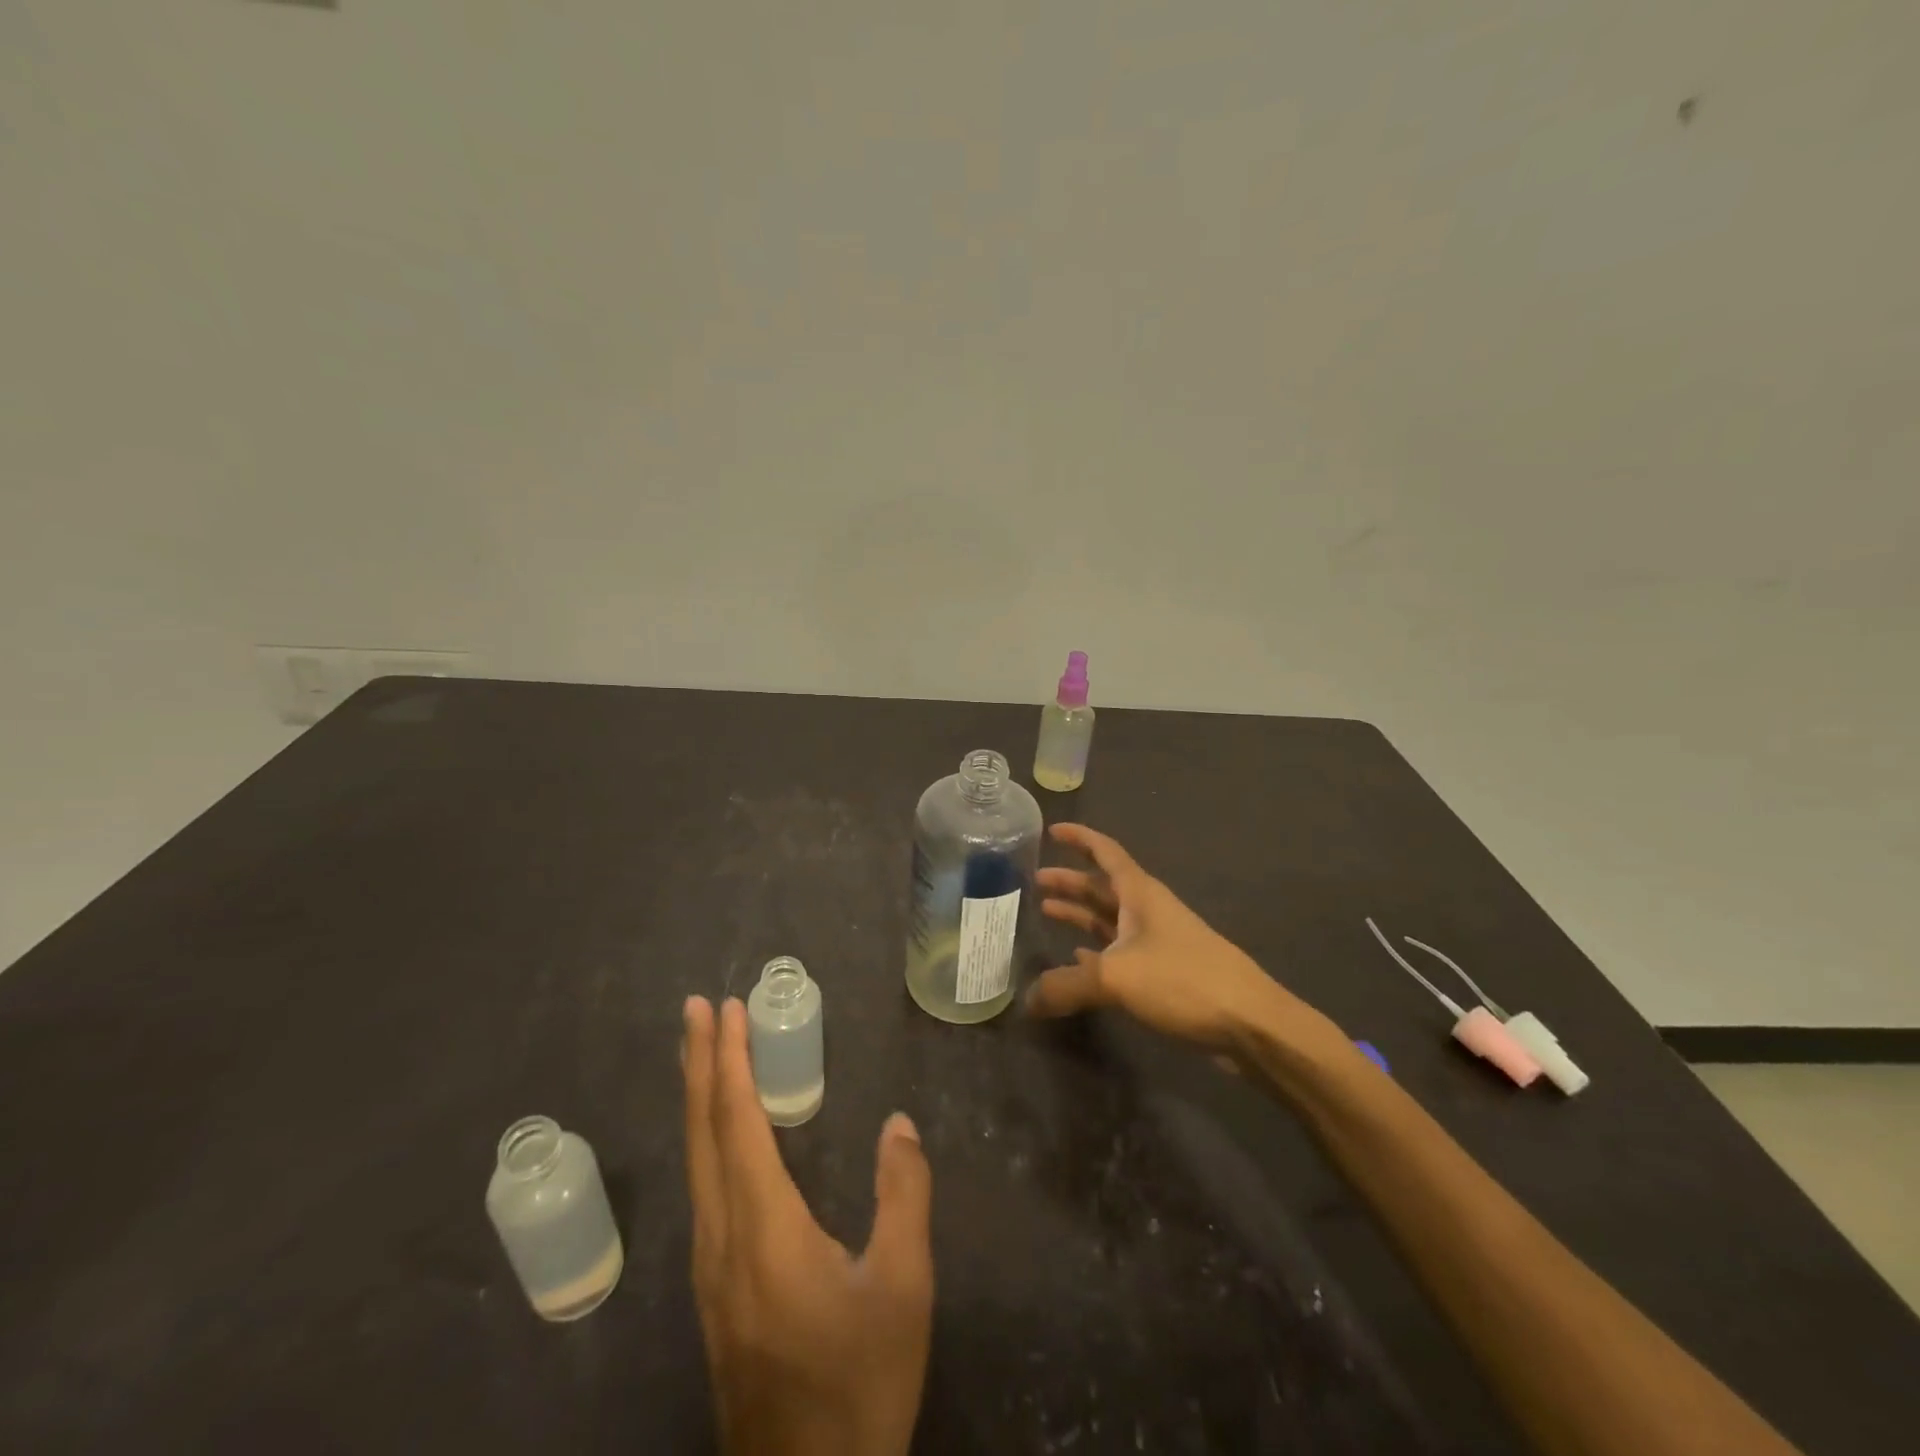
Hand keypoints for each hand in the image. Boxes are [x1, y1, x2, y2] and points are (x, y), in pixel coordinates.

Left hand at [681, 996, 933, 1455]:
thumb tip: (898, 1124)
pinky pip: (703, 1189)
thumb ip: (904, 1197)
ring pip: (696, 1162)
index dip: (730, 1062)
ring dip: (699, 1097)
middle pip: (702, 1134)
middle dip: (700, 1064)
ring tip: (704, 1053)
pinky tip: (718, 1133)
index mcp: (764, 1230)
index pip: (737, 1125)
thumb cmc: (859, 1383)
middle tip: (697, 1009)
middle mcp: (722, 1240)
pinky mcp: (714, 1291)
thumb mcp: (902, 1289)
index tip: (725, 1011)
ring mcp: (709, 1269)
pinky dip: (706, 1138)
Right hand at [1029, 824, 1299, 1051]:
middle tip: (1035, 880)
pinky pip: (1119, 953)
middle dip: (1071, 880)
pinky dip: (1095, 950)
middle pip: (1103, 887)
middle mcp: (1148, 911)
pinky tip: (1075, 958)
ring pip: (1110, 919)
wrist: (1249, 1023)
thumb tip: (1027, 1000)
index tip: (1052, 830)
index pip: (1106, 852)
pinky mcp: (1164, 974)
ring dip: (1079, 914)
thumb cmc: (1184, 980)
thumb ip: (1067, 984)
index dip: (1080, 838)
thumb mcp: (1116, 976)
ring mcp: (1158, 943)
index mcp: (1141, 894)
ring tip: (1045, 911)